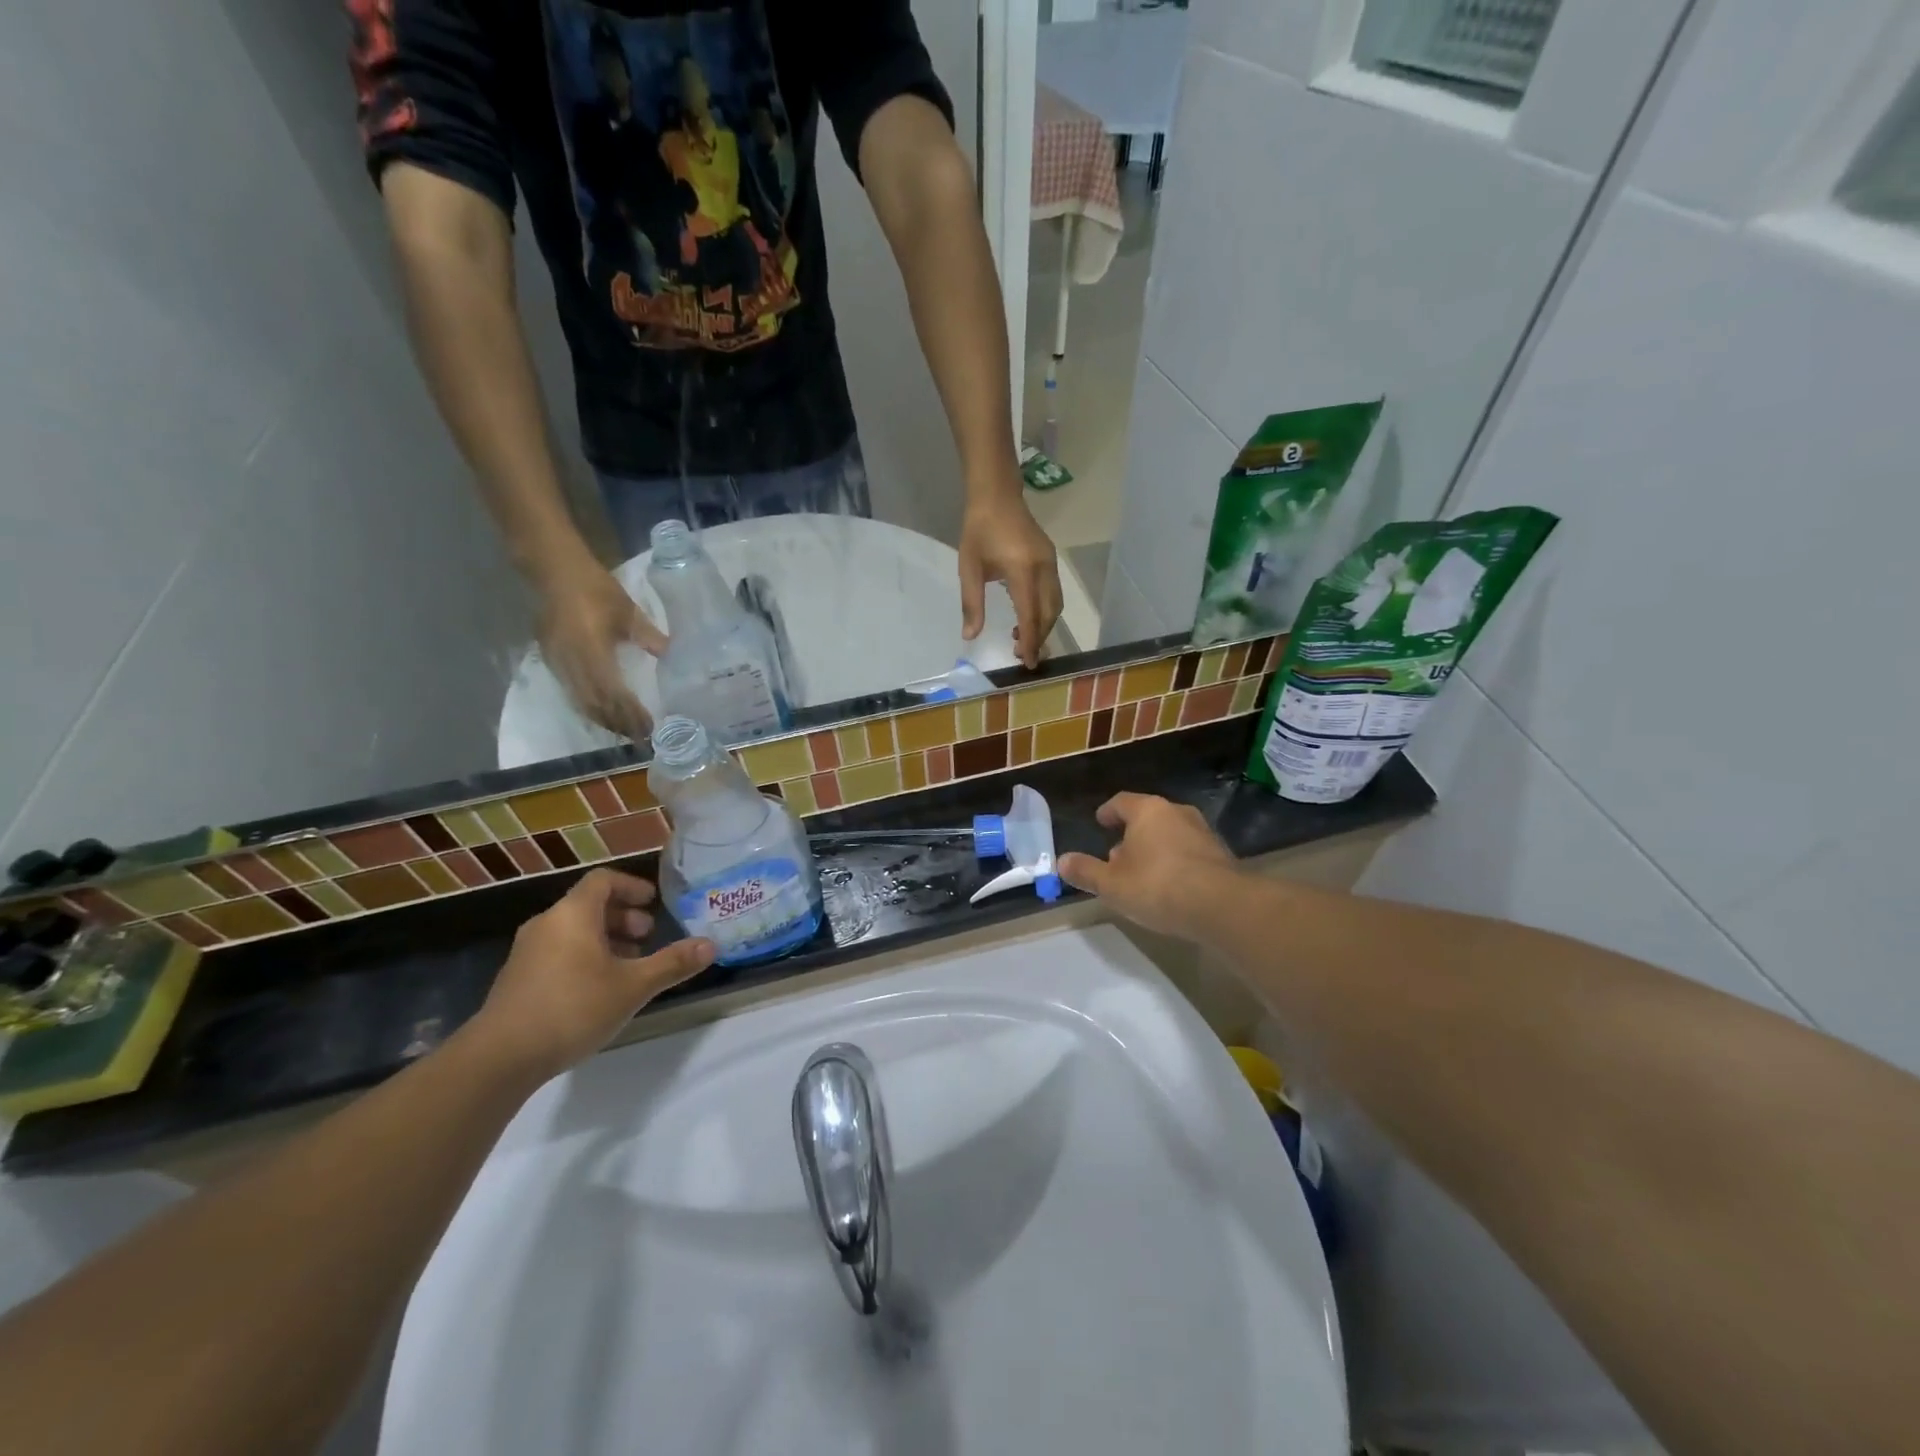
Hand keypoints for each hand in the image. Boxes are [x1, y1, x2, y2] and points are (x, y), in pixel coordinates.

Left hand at [472, 869, 716, 1082]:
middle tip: (647, 937)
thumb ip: (672, 963)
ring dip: (605, 940)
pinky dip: (584, 958)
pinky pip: (558, 953)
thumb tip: (711, 945)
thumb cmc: (573, 1008)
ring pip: (573, 932)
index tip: (653, 903)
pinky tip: (600, 990)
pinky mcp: (517, 980)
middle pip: (589, 905)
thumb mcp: (633, 986)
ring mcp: (527, 953)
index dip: (632, 886)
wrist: (499, 1058)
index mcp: (572, 914)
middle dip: (622, 917)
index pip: (603, 880)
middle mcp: (547, 925)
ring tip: (629, 966)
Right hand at [538, 564, 665, 739]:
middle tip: (640, 737)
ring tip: (625, 730)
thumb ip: (650, 637)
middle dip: (617, 723)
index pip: (613, 693)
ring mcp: (558, 662)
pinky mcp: (550, 658)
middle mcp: (572, 663)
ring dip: (603, 718)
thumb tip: (673, 655)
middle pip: (595, 704)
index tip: (649, 727)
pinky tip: (602, 711)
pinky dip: (588, 706)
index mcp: (592, 652)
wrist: (554, 570)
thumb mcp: (628, 612)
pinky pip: (570, 691)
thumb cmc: (595, 589)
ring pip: (580, 701)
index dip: (631, 713)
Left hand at [959, 479, 1062, 669]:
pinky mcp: (1051, 559)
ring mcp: (1051, 563)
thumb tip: (970, 636)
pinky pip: (1054, 593)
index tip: (1028, 662)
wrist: (996, 495)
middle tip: (1022, 655)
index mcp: (1022, 570)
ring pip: (1055, 604)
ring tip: (1023, 640)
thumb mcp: (969, 569)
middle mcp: (1043, 568)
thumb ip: (972, 604)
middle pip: (1049, 613)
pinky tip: (1027, 616)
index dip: (1031, 641)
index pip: (1031, 614)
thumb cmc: (978, 531)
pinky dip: (1045, 611)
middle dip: (1039, 637)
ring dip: (1043, 625)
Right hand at [1058, 793, 1240, 941]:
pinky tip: (1170, 886)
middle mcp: (1176, 813)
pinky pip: (1189, 852)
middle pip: (1148, 817)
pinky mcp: (1221, 855)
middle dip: (1131, 834)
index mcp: (1147, 811)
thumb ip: (1086, 872)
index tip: (1100, 821)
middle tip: (1116, 855)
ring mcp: (1203, 832)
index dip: (1108, 812)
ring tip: (1142, 873)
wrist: (1223, 906)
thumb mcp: (1112, 884)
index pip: (1121, 802)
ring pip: (1170, 834)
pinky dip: (1176, 862)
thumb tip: (1061, 861)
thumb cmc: (1158, 887)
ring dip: (1154, 848)